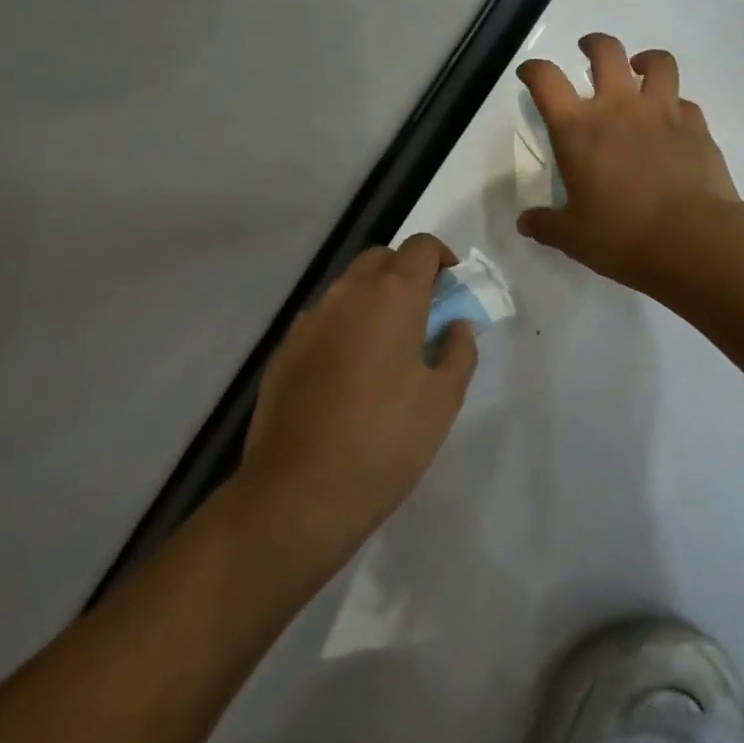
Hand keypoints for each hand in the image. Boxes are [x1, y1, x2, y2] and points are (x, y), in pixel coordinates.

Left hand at [230, 234, 476, 561]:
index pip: (421, 247)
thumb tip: (457, 326)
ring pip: (348, 288)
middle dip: (407, 274)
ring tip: (390, 347)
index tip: (453, 290)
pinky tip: (352, 373)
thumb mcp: (444, 399)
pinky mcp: (284, 351)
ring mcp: (308, 322)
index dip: (442, 259)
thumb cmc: (386, 441)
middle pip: (381, 259)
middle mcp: (346, 295)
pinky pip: (324, 320)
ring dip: (374, 299)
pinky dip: (345, 326)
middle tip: (426, 315)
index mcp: (392, 297)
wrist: (298, 494)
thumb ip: (459, 351)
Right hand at [517, 33, 738, 291]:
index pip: (547, 81)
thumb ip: (546, 225)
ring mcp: (663, 112)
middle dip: (593, 44)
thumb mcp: (573, 238)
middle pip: (606, 51)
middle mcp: (620, 108)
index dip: (534, 70)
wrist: (692, 240)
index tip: (530, 74)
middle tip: (588, 52)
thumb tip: (525, 222)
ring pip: (657, 62)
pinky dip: (674, 104)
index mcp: (579, 130)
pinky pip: (684, 101)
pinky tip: (672, 121)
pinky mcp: (697, 126)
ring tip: (639, 70)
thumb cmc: (623, 236)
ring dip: (644, 60)